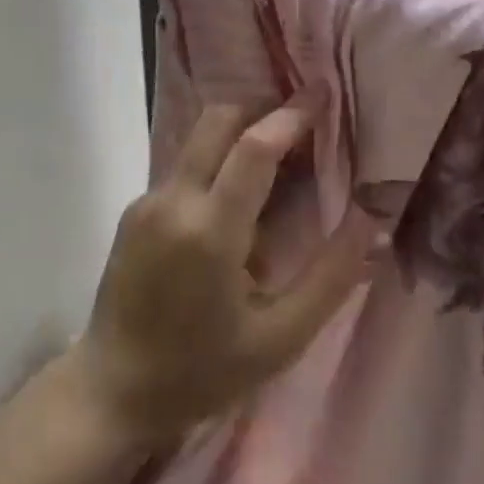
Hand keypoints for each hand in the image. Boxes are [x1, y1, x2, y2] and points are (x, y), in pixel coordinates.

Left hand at [70, 104, 372, 443]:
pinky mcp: (135, 210)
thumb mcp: (279, 339)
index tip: (323, 94)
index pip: (254, 147)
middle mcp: (173, 200)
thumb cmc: (200, 372)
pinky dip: (217, 161)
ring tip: (280, 162)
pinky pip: (184, 166)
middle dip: (262, 109)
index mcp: (210, 230)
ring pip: (198, 139)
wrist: (112, 389)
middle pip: (218, 121)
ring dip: (239, 134)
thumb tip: (371, 220)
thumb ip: (330, 276)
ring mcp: (147, 201)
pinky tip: (239, 200)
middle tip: (303, 125)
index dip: (292, 115)